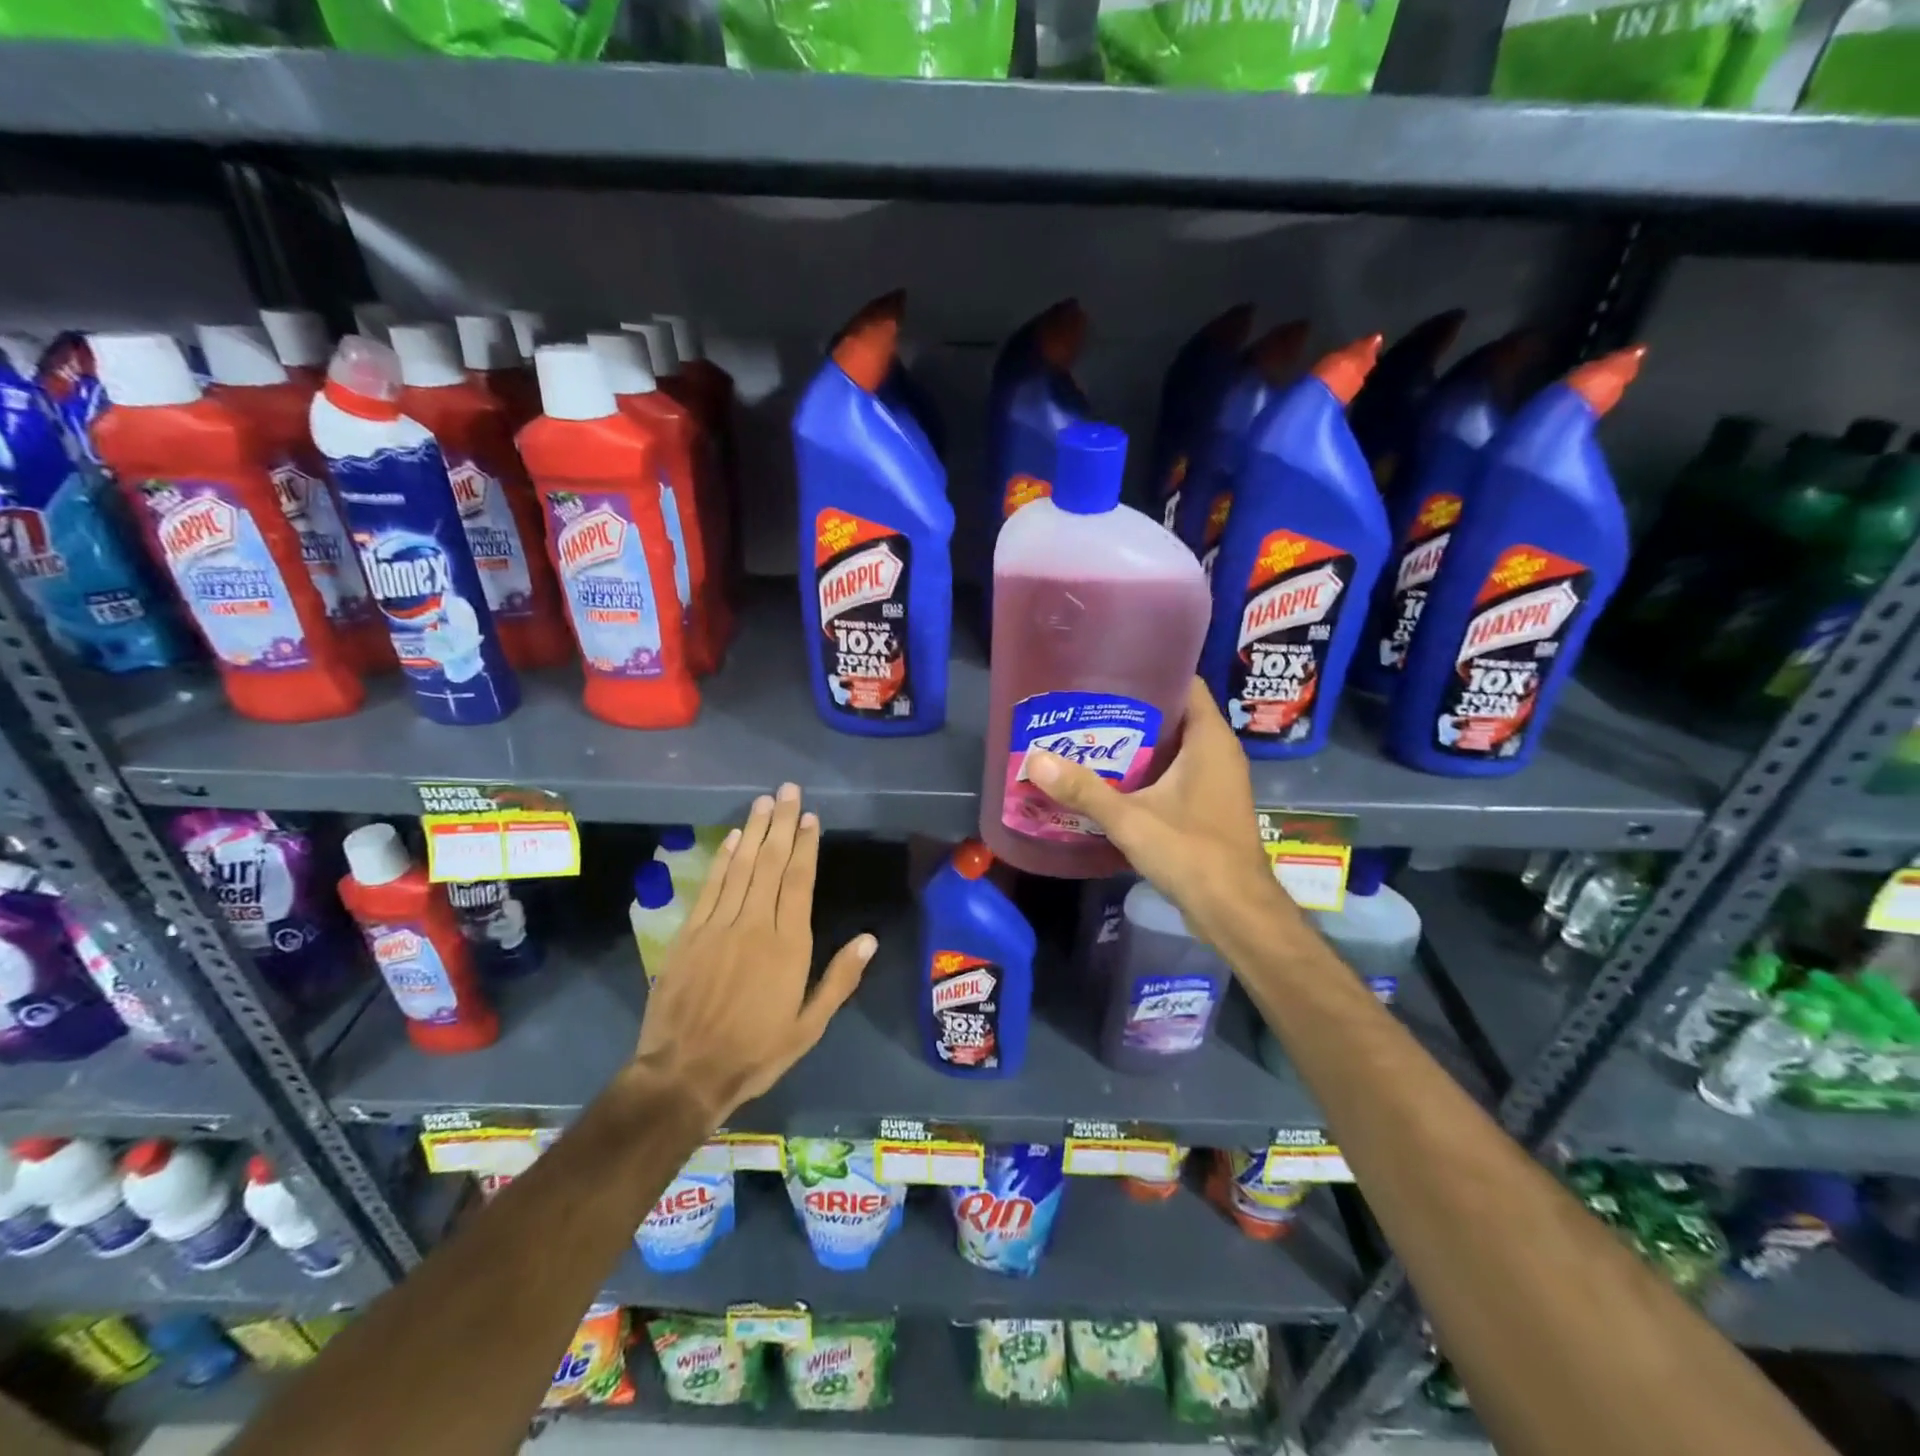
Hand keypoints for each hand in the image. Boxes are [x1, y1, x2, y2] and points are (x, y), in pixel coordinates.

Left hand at [635, 783, 875, 1123]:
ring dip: (754, 831)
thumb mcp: (808, 1027)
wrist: (683, 1073)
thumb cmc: (755, 1053)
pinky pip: (711, 886)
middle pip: (770, 864)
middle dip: (780, 824)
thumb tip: (868, 938)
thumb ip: (839, 980)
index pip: (798, 882)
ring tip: (763, 801)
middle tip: (787, 790)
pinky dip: (723, 859)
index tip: (809, 816)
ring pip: (741, 867)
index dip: (804, 846)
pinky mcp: (689, 934)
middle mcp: (754, 925)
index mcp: (788, 946)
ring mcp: (718, 926)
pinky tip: (733, 838)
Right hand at [1026, 678, 1292, 943]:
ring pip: (1174, 747)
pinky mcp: (1209, 806)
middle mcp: (1218, 752)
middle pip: (1174, 714)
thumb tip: (1035, 759)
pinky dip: (1148, 771)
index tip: (1109, 670)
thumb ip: (1083, 790)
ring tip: (1091, 737)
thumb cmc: (1191, 852)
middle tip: (1086, 705)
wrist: (1235, 910)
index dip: (1150, 671)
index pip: (1185, 683)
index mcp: (1210, 739)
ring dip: (1138, 744)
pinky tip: (1112, 779)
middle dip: (1133, 710)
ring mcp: (1217, 781)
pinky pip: (1177, 773)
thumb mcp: (1131, 819)